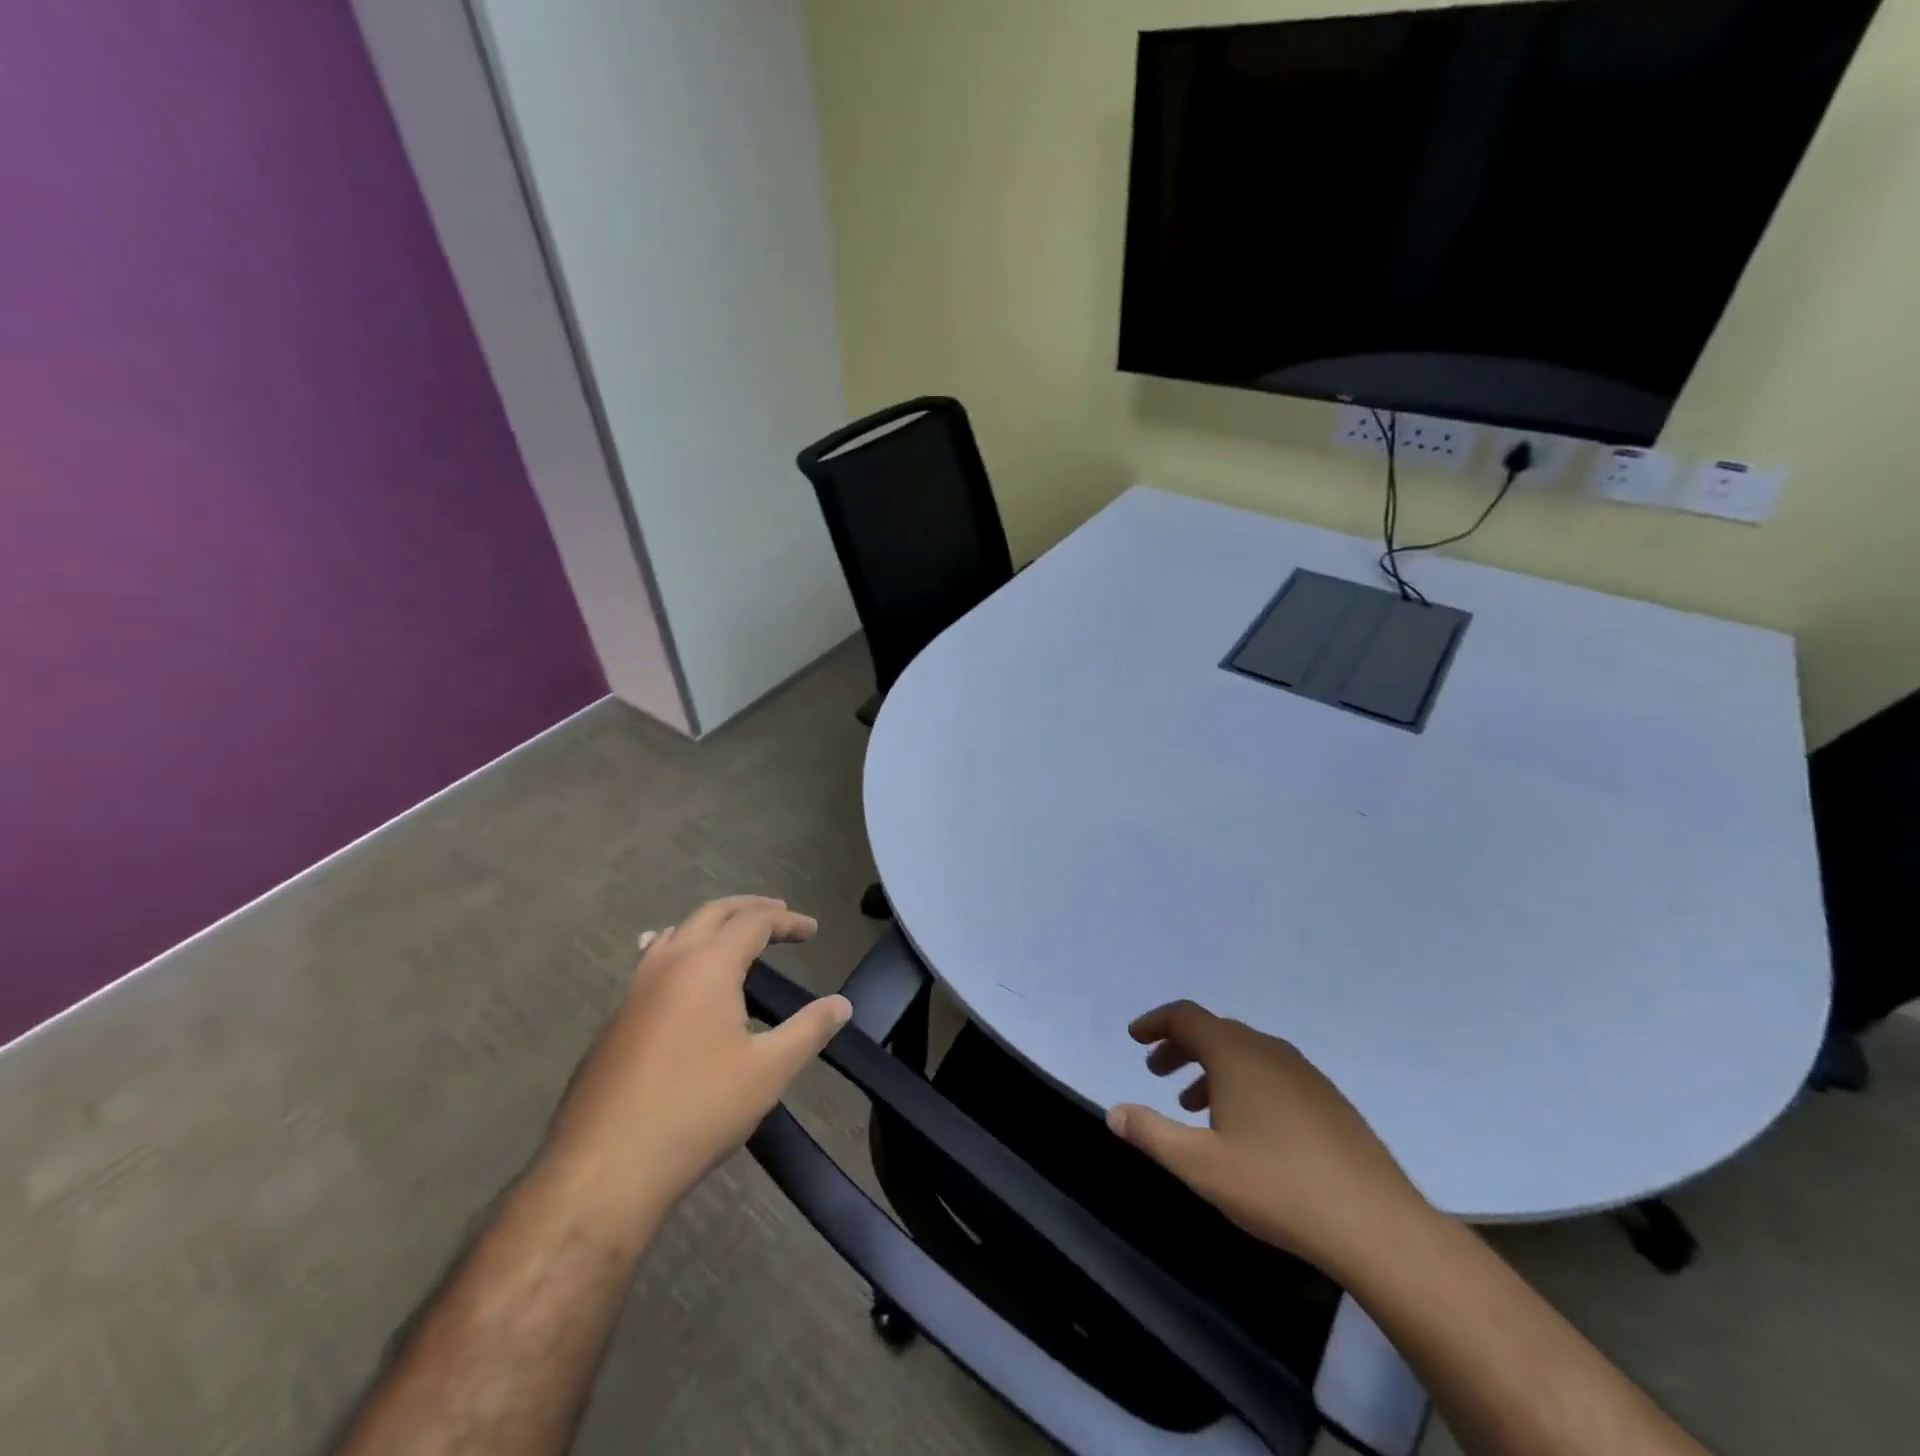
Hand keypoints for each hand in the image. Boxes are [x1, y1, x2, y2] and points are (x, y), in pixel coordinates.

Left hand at [546, 897, 850, 1224]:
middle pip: (711, 914)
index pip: (754, 921)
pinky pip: (653, 963)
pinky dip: (682, 952)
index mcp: (707, 965)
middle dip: (748, 909)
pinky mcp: (615, 1020)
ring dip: (711, 926)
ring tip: (733, 938)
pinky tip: (684, 981)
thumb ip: (810, 1030)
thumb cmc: (697, 1110)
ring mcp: (634, 990)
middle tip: (778, 915)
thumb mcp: (768, 1070)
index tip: (812, 931)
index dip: (787, 921)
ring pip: (676, 933)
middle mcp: (667, 964)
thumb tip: (842, 1004)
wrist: (604, 1168)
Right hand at [1107, 1001, 1425, 1275]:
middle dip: (1180, 1047)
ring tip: (1192, 1105)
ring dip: (1210, 1068)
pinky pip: (1271, 1073)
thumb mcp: (1201, 1165)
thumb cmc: (1278, 1187)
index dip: (1155, 1022)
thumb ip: (1152, 1134)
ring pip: (1244, 1054)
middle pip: (1214, 1031)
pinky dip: (1242, 1083)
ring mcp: (1304, 1073)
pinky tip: (1244, 1127)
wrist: (1376, 1225)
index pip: (1186, 1016)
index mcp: (1236, 1053)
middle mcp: (1269, 1050)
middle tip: (1155, 1071)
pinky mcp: (1328, 1100)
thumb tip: (1114, 1112)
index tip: (1134, 1037)